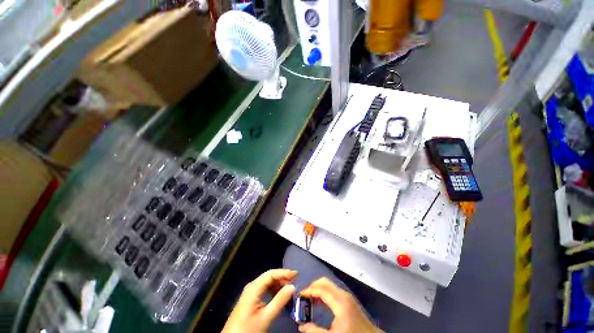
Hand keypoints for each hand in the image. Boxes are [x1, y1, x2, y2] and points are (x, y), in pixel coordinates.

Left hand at [222, 269, 296, 332]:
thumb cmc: (249, 329)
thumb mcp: (266, 317)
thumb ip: (279, 301)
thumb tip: (292, 287)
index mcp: (253, 288)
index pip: (270, 274)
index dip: (283, 272)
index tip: (296, 274)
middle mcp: (252, 286)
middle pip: (269, 276)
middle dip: (282, 278)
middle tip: (294, 282)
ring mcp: (250, 292)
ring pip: (267, 282)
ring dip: (278, 284)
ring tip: (289, 289)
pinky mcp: (251, 298)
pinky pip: (264, 288)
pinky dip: (273, 290)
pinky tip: (279, 295)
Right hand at [298, 278, 382, 332]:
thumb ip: (315, 331)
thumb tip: (300, 326)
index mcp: (339, 301)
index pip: (320, 289)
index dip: (308, 291)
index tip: (299, 296)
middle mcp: (343, 294)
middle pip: (324, 282)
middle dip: (313, 287)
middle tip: (304, 297)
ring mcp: (347, 296)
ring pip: (329, 285)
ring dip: (318, 289)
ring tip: (309, 300)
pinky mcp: (348, 300)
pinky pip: (333, 291)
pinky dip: (324, 293)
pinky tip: (320, 303)